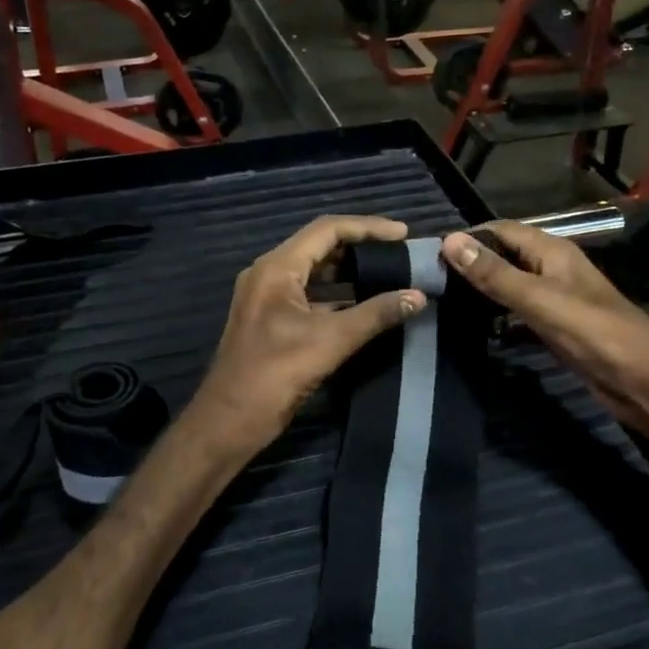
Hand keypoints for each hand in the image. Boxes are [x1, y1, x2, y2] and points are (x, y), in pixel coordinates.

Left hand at [192, 216, 426, 454]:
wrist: (230, 421)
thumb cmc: (275, 374)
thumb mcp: (330, 341)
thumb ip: (376, 315)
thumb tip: (418, 296)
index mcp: (276, 268)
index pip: (327, 230)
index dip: (368, 227)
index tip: (403, 234)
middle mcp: (269, 275)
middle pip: (320, 247)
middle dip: (361, 248)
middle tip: (399, 254)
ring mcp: (268, 299)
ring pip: (315, 274)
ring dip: (350, 273)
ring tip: (390, 275)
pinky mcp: (273, 322)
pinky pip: (311, 297)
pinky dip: (339, 297)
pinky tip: (366, 307)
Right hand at [439, 223, 648, 428]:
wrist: (642, 379)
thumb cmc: (593, 331)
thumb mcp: (539, 299)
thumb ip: (495, 273)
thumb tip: (450, 240)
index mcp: (552, 251)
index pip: (501, 230)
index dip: (467, 237)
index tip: (429, 254)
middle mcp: (552, 269)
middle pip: (504, 257)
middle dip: (470, 265)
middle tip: (429, 282)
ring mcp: (554, 300)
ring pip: (509, 288)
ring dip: (482, 293)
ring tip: (442, 304)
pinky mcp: (555, 328)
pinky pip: (518, 316)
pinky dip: (497, 320)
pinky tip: (474, 332)